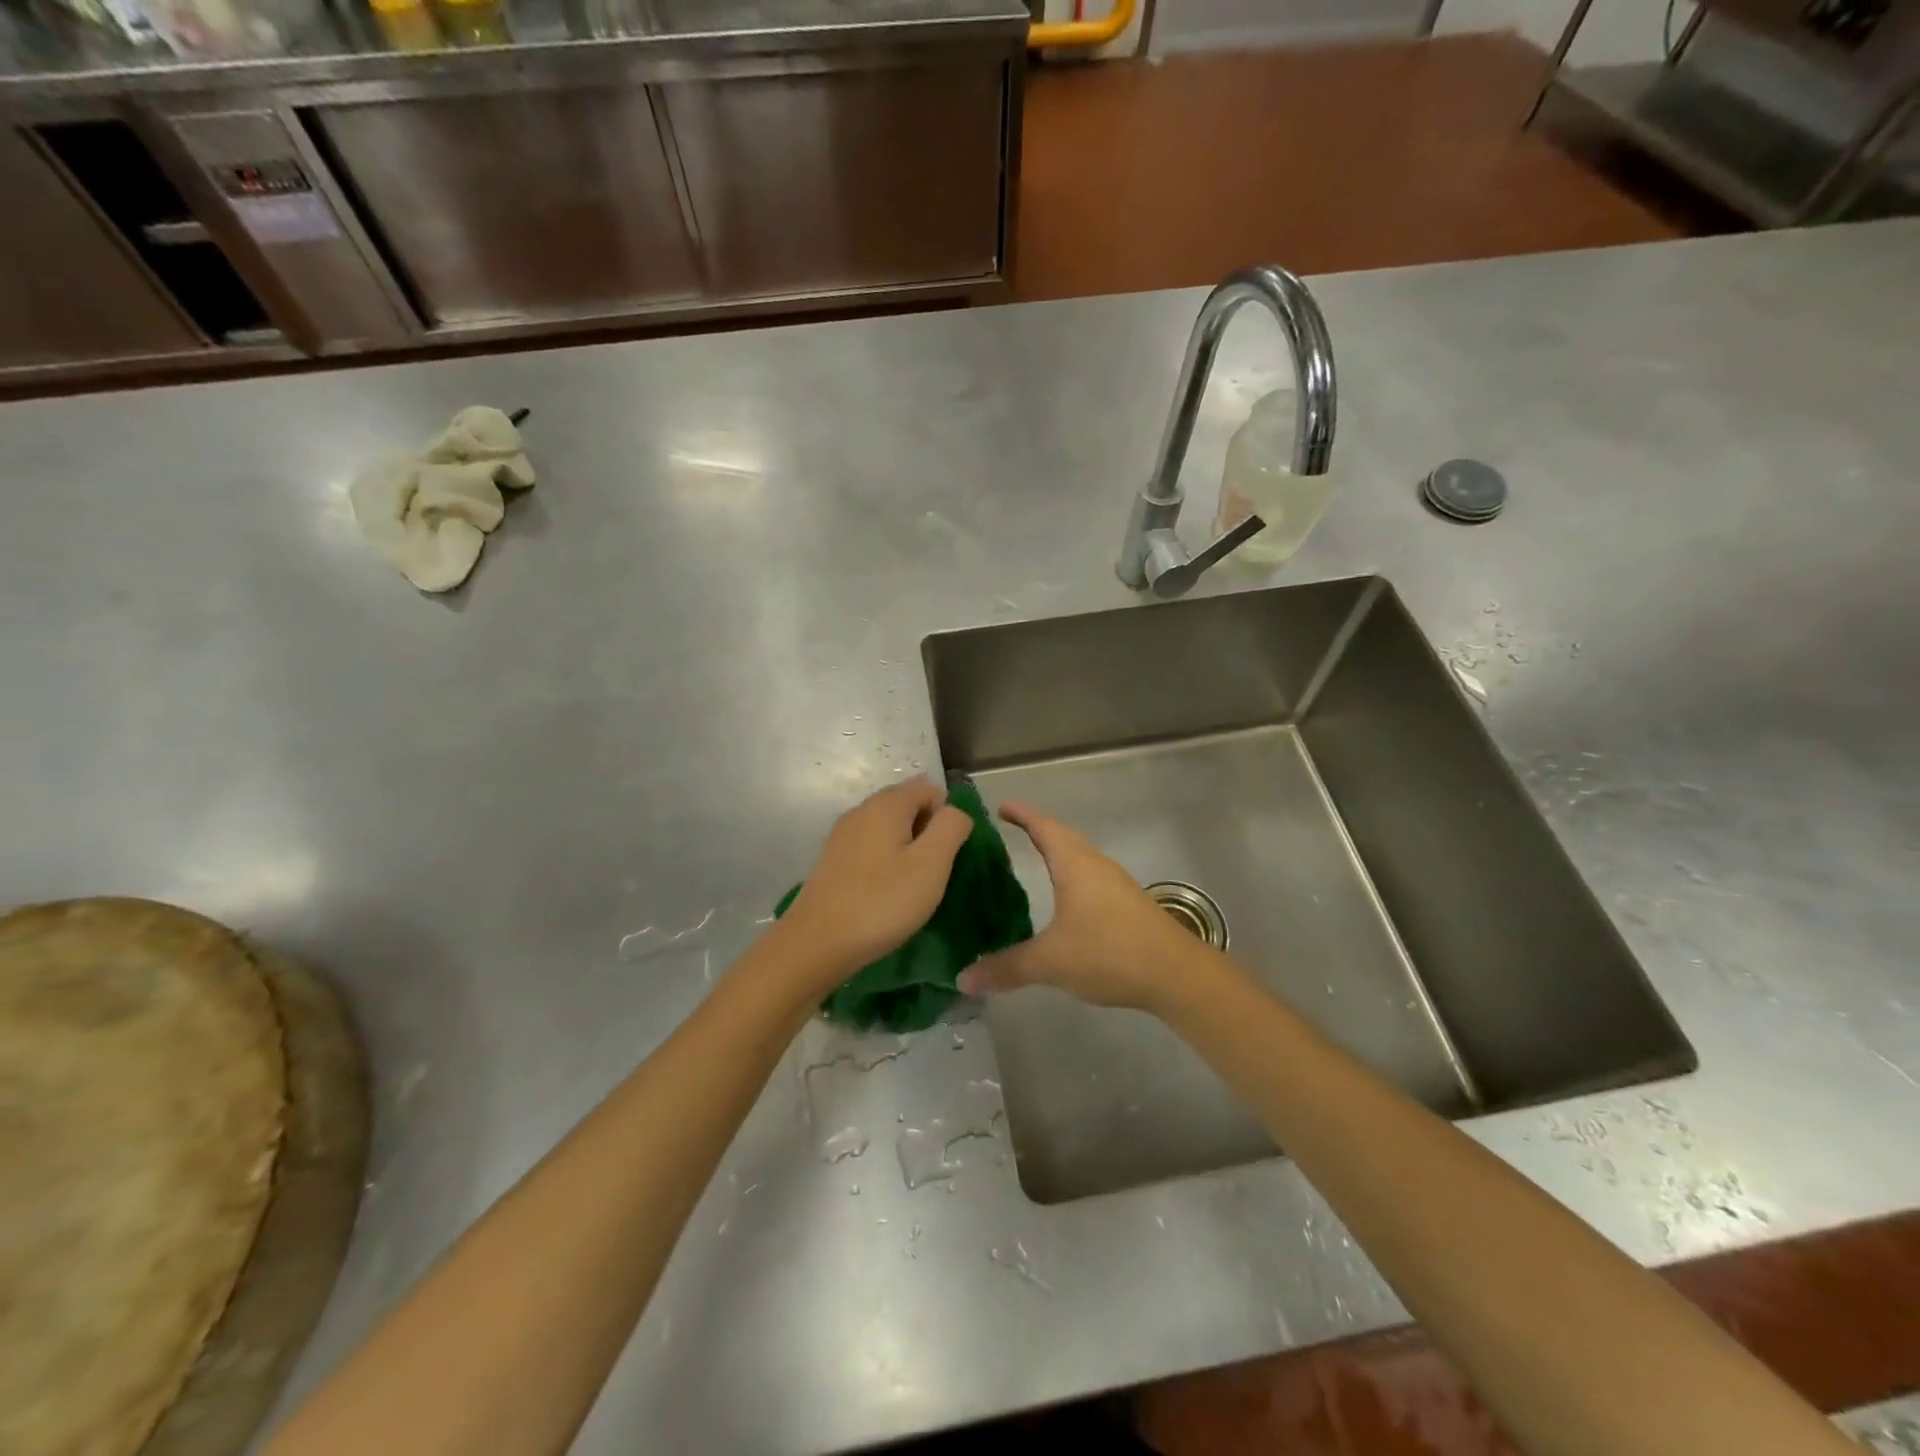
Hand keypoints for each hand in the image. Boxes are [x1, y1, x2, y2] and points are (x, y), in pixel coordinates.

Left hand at [774, 778, 972, 993]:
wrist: (818, 942)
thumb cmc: (883, 901)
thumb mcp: (932, 864)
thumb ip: (951, 827)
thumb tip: (954, 812)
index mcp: (887, 804)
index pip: (929, 788)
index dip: (946, 816)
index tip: (945, 855)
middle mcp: (861, 810)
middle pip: (906, 805)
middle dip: (926, 832)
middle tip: (932, 873)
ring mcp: (842, 834)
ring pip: (887, 828)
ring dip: (906, 849)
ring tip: (910, 886)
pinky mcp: (832, 859)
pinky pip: (869, 847)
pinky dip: (884, 862)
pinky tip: (885, 893)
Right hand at [957, 802, 1214, 1012]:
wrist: (1177, 974)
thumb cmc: (1109, 952)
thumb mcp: (1050, 962)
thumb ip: (1006, 968)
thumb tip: (963, 979)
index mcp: (1074, 864)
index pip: (1043, 827)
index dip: (1021, 814)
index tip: (1000, 806)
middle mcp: (1095, 865)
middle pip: (1063, 837)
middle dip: (1037, 830)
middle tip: (1010, 830)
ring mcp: (1115, 884)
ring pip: (1080, 857)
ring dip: (1057, 853)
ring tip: (1033, 861)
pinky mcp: (1128, 904)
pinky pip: (1091, 877)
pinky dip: (1071, 877)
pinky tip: (1065, 900)